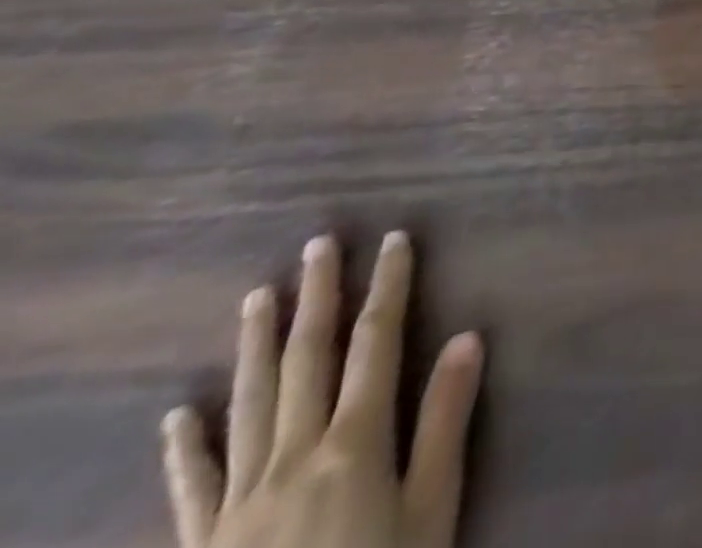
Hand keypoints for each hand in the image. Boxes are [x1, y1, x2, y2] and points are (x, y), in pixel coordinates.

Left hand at [160, 233, 483, 547]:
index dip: (389, 285)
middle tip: (318, 244)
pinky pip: (190, 486)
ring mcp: (237, 501)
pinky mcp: (201, 543)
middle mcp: (293, 455)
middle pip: (307, 359)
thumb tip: (468, 336)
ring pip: (249, 404)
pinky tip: (179, 414)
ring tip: (258, 296)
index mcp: (354, 441)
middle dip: (318, 296)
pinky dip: (186, 446)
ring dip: (257, 345)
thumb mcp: (431, 510)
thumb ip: (444, 423)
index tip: (395, 238)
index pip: (377, 342)